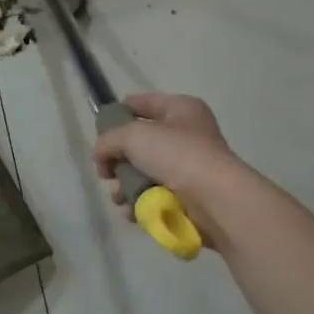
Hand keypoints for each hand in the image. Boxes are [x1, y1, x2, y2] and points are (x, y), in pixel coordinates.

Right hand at [93, 93, 248, 243]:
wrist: (214, 199)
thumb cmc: (176, 155)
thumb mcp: (133, 136)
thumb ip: (108, 140)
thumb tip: (101, 155)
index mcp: (180, 109)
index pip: (142, 103)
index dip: (118, 113)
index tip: (99, 131)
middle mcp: (186, 134)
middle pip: (140, 142)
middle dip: (118, 159)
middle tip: (105, 172)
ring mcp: (188, 166)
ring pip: (144, 172)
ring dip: (125, 185)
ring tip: (118, 197)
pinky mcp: (188, 195)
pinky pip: (154, 194)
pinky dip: (139, 202)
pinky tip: (130, 210)